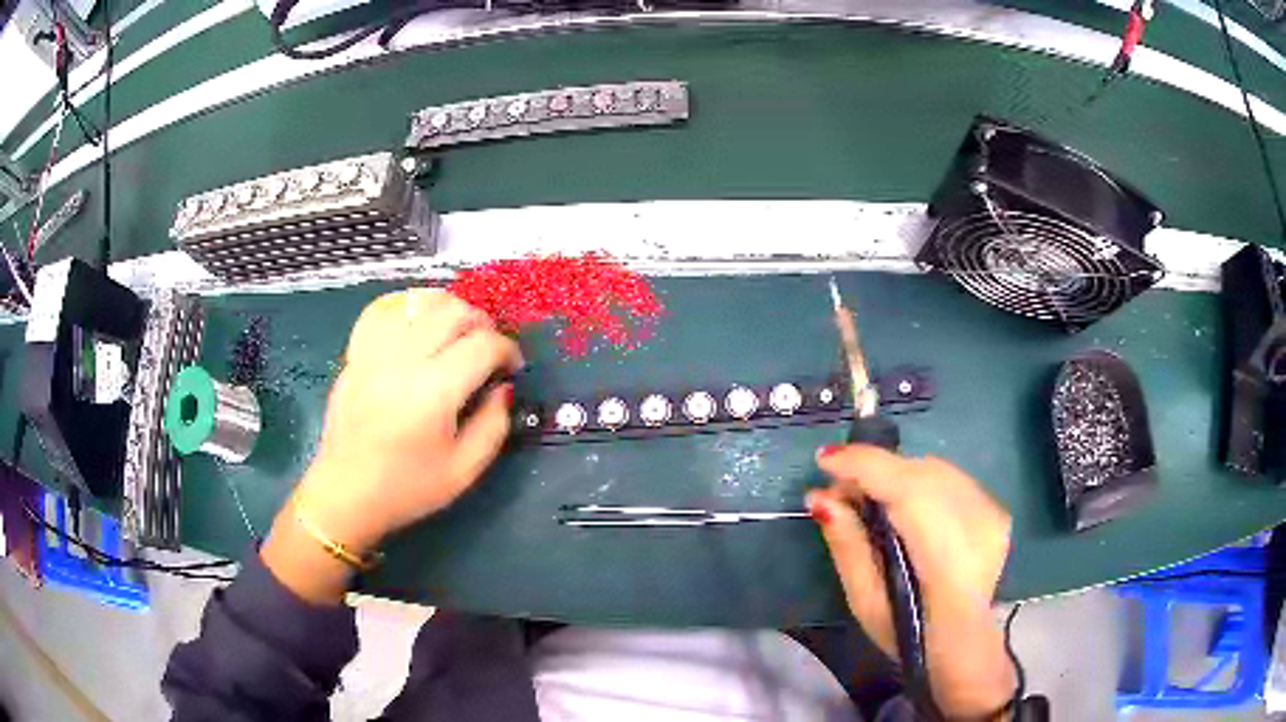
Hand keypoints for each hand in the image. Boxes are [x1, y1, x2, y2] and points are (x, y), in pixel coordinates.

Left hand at [263, 289, 522, 602]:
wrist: (346, 494)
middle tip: (488, 348)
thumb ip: (494, 425)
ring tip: (456, 331)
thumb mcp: (464, 471)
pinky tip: (418, 319)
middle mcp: (402, 361)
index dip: (507, 350)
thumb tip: (503, 386)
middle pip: (453, 312)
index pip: (482, 345)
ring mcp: (373, 352)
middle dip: (481, 323)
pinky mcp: (355, 354)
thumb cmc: (407, 489)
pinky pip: (381, 309)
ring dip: (448, 308)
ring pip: (418, 302)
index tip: (512, 367)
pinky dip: (405, 304)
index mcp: (433, 393)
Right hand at [808, 445, 1015, 719]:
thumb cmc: (907, 632)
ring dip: (898, 474)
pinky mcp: (996, 509)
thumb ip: (848, 546)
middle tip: (839, 489)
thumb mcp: (865, 601)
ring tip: (868, 494)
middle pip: (919, 472)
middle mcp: (975, 521)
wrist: (965, 643)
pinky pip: (951, 480)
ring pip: (936, 470)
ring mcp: (991, 512)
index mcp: (943, 554)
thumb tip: (821, 498)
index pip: (903, 488)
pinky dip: (922, 482)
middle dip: (876, 469)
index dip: (863, 466)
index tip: (823, 460)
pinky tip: (905, 504)